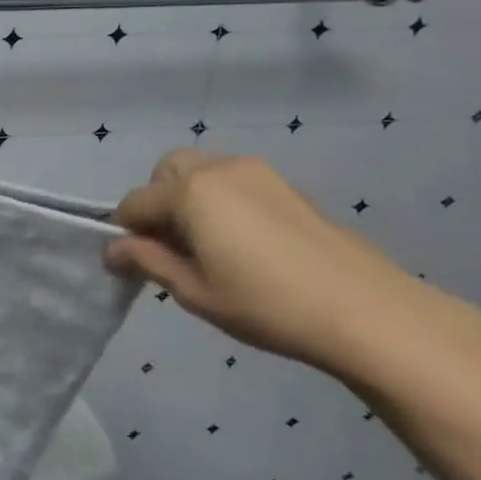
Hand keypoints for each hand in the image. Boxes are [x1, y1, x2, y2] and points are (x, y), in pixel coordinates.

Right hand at [104, 150, 429, 372]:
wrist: (367, 311)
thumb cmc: (266, 304)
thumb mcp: (194, 291)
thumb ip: (148, 261)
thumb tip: (113, 250)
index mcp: (190, 191)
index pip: (135, 203)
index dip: (124, 234)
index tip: (128, 267)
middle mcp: (219, 168)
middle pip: (165, 173)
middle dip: (156, 203)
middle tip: (170, 248)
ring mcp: (257, 173)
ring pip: (201, 171)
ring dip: (188, 198)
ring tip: (206, 246)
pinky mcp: (287, 186)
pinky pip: (234, 182)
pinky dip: (220, 201)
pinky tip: (242, 244)